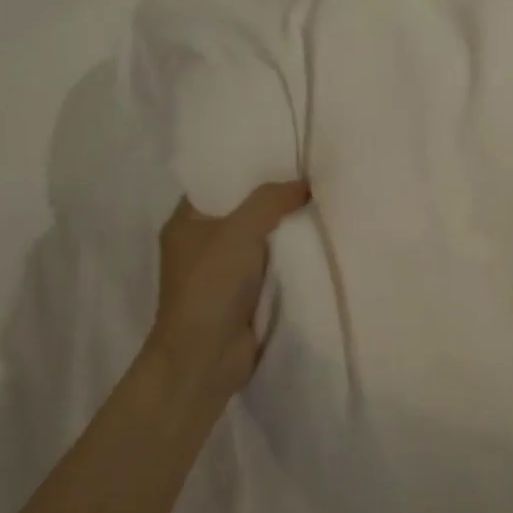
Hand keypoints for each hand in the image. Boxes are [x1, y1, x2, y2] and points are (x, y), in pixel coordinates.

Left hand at [149, 181, 309, 391]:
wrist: (205, 359)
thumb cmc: (210, 287)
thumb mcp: (239, 231)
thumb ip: (270, 200)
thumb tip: (305, 184)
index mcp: (187, 221)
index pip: (219, 181)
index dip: (249, 167)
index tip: (285, 154)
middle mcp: (203, 242)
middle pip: (245, 209)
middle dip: (276, 197)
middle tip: (313, 175)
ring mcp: (224, 271)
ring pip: (262, 238)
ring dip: (287, 229)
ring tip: (325, 202)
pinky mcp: (244, 295)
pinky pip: (273, 265)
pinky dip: (292, 257)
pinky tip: (320, 241)